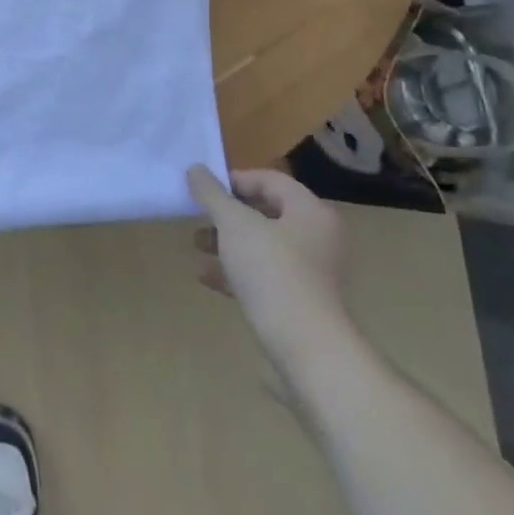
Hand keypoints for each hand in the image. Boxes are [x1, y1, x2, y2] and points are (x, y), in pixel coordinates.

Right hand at [187, 166, 350, 371]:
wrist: (304, 345)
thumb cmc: (271, 270)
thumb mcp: (234, 224)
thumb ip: (212, 194)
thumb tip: (195, 169)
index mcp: (310, 211)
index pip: (270, 180)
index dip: (234, 180)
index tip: (203, 190)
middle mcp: (317, 237)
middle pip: (266, 213)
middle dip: (227, 214)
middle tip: (198, 217)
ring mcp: (311, 272)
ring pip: (262, 246)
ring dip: (227, 242)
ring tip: (197, 245)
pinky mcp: (299, 301)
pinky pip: (263, 275)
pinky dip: (236, 271)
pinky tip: (205, 275)